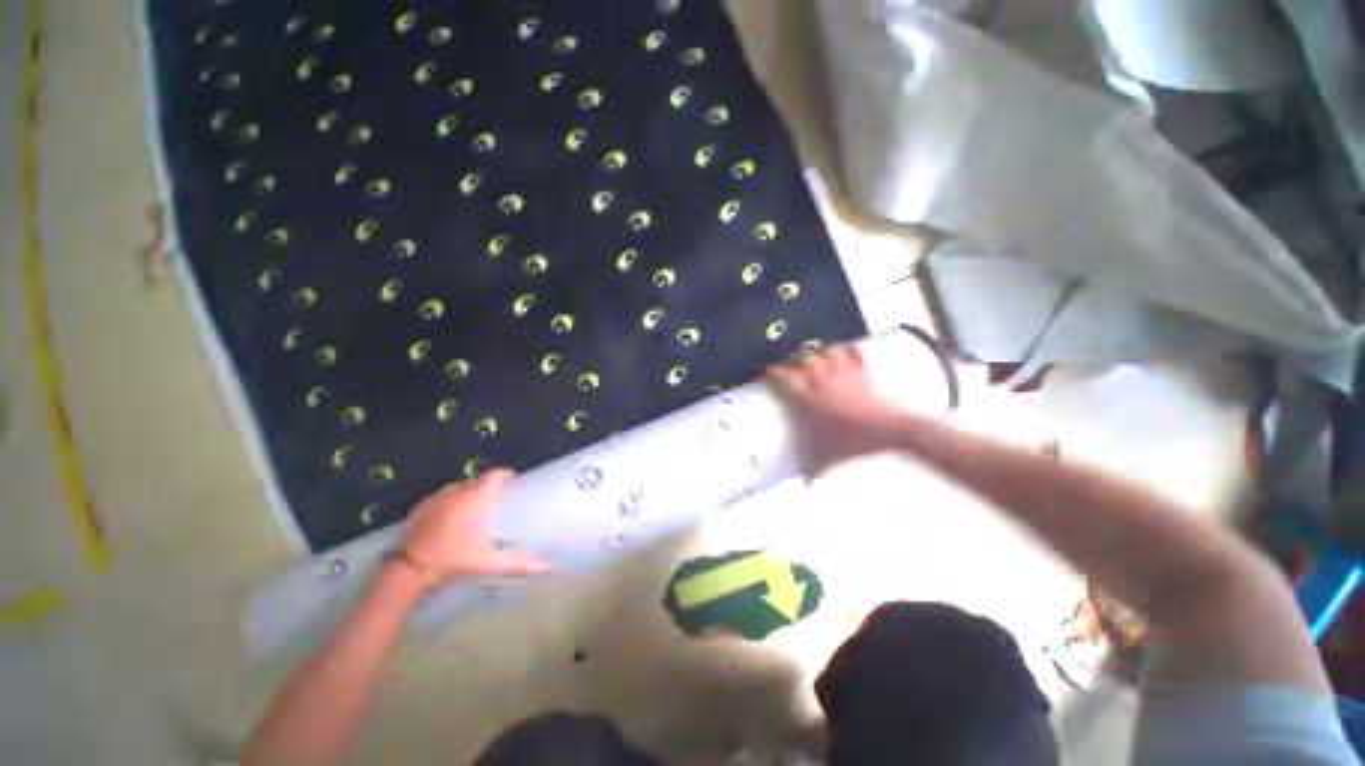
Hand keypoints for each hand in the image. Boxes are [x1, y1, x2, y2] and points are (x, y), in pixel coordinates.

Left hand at [401, 469, 548, 580]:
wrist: (413, 567)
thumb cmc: (456, 559)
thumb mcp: (490, 562)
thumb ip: (518, 563)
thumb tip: (545, 567)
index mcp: (478, 498)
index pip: (495, 475)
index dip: (504, 474)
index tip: (512, 480)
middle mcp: (459, 491)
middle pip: (478, 480)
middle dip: (487, 485)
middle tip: (494, 497)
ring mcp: (439, 497)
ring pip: (459, 486)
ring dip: (468, 491)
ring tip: (473, 504)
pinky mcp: (423, 505)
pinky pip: (442, 495)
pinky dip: (450, 499)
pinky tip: (450, 514)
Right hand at [766, 344, 910, 473]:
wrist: (892, 432)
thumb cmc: (855, 442)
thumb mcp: (826, 459)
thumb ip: (812, 471)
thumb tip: (805, 485)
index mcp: (809, 396)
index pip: (784, 376)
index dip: (772, 372)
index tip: (766, 373)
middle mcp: (823, 378)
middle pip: (803, 357)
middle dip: (794, 358)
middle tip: (791, 365)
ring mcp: (844, 371)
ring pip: (825, 350)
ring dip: (818, 350)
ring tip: (814, 355)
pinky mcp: (864, 370)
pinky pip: (854, 350)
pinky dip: (848, 347)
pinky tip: (845, 347)